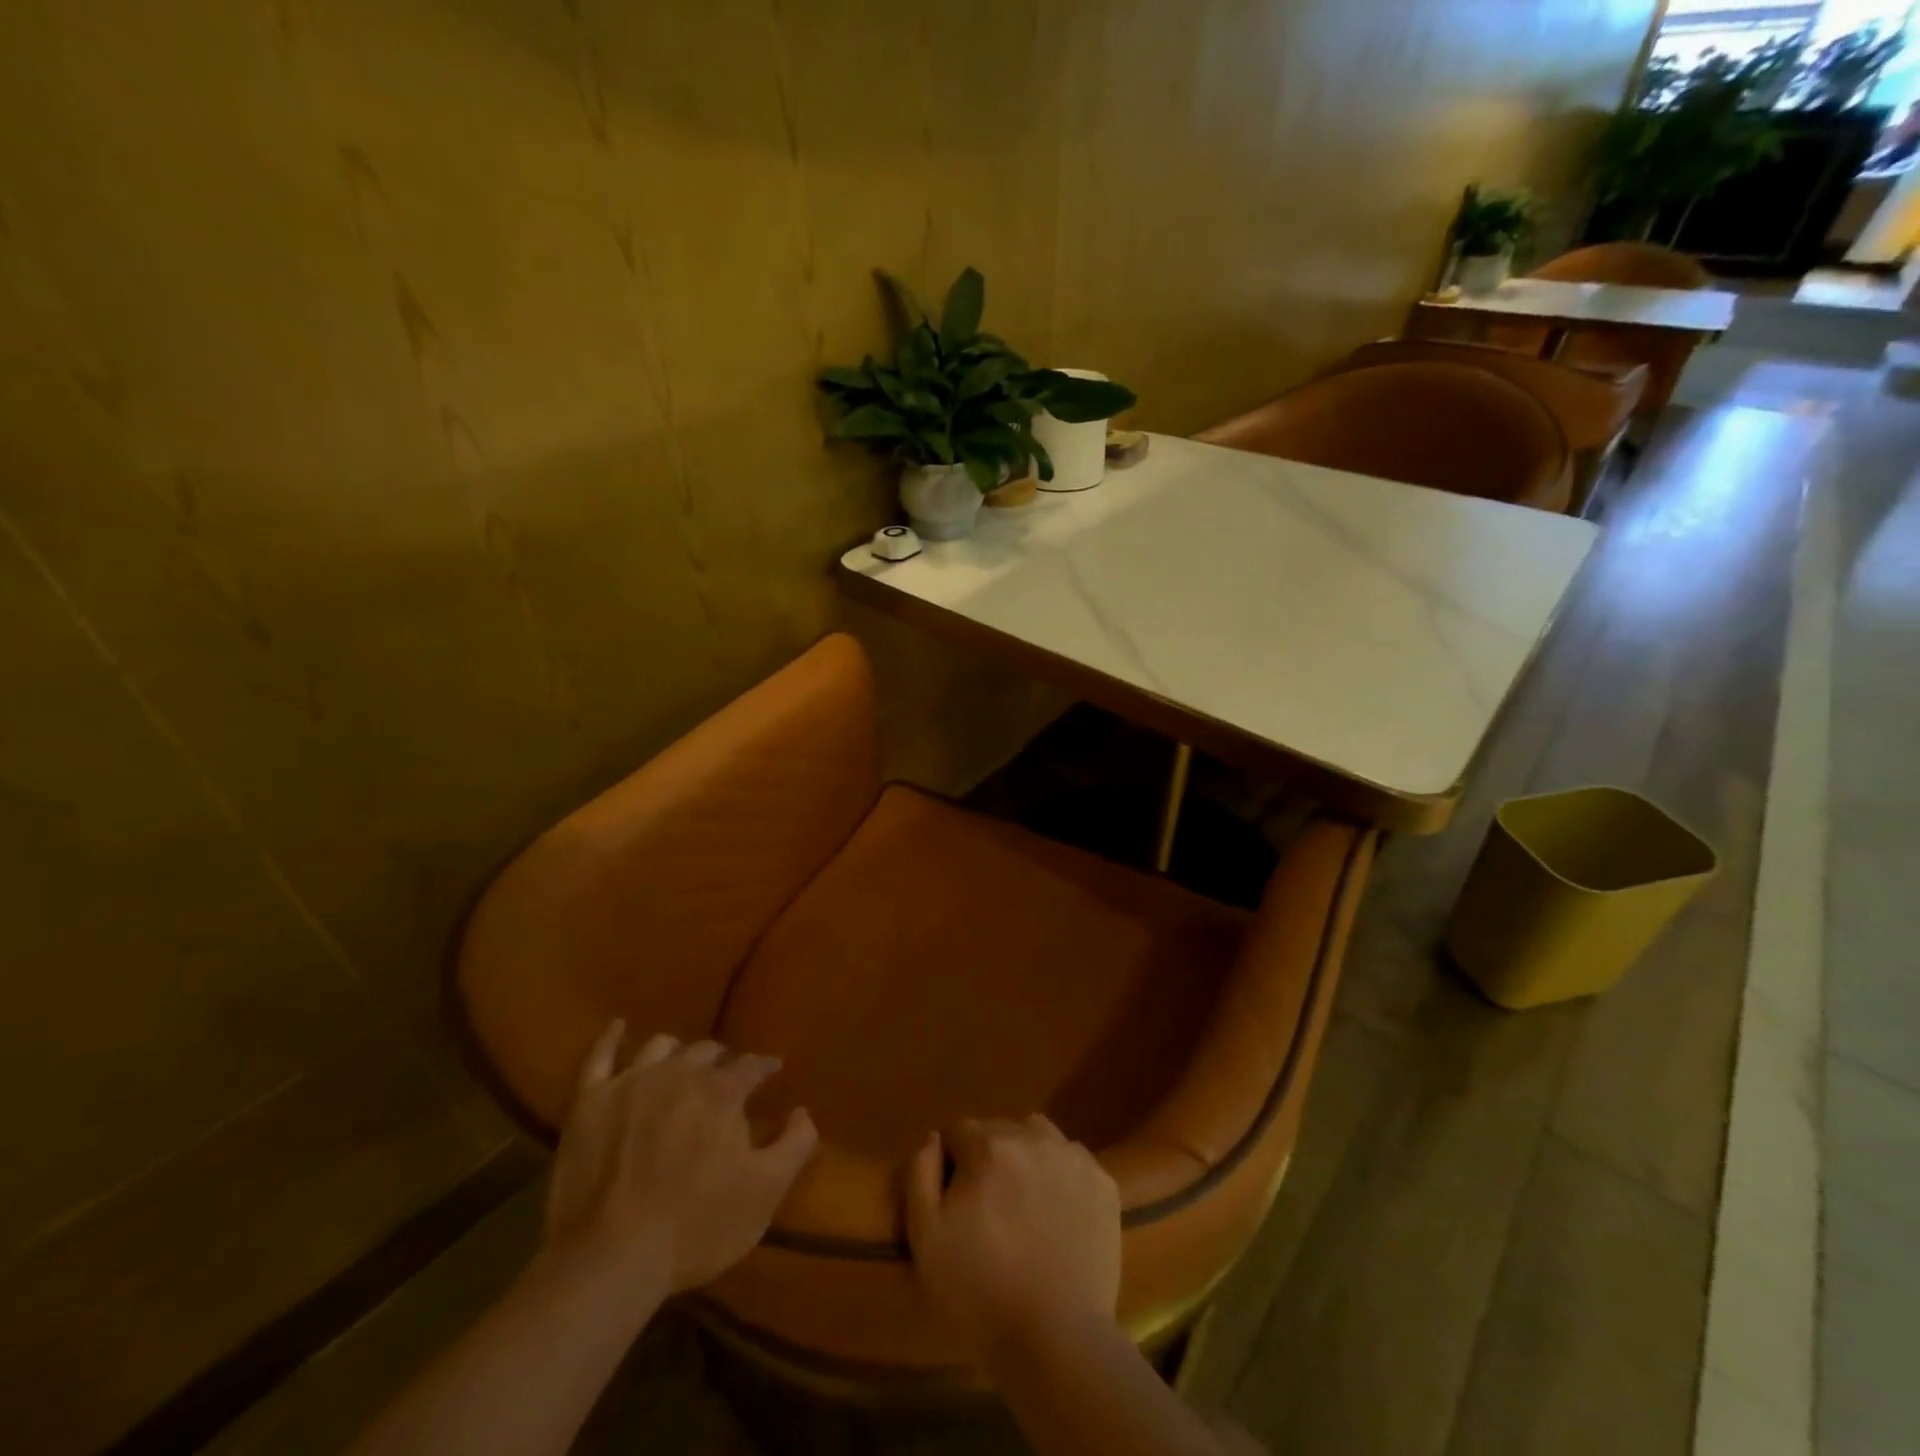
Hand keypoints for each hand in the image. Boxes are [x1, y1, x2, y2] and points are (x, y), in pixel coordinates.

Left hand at [543, 1022, 817, 1295]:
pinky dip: (609, 1038)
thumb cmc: (696, 1228)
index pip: (752, 1065)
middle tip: (725, 1081)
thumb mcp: (765, 1192)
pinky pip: (598, 1057)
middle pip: (706, 1052)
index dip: (765, 1067)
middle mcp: (678, 1073)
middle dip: (721, 1061)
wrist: (609, 1261)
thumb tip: (803, 1111)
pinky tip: (617, 1027)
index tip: (772, 1072)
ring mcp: (629, 1083)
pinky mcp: (588, 1103)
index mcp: (721, 1091)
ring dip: (676, 1054)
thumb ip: (795, 1145)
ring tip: (681, 1068)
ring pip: (660, 1048)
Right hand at [905, 1115, 1120, 1358]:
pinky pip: (1071, 1161)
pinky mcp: (1103, 1183)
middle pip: (999, 1131)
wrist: (1056, 1339)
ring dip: (1025, 1157)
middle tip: (989, 1209)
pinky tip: (1057, 1214)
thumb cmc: (980, 1290)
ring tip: (1024, 1204)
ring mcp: (1073, 1157)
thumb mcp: (925, 1236)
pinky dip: (1060, 1176)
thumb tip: (934, 1139)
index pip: (958, 1132)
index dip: (951, 1165)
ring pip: (1037, 1136)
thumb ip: (920, 1173)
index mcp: (988, 1145)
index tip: (955, 1202)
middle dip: (987, 1158)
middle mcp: (1033, 1136)